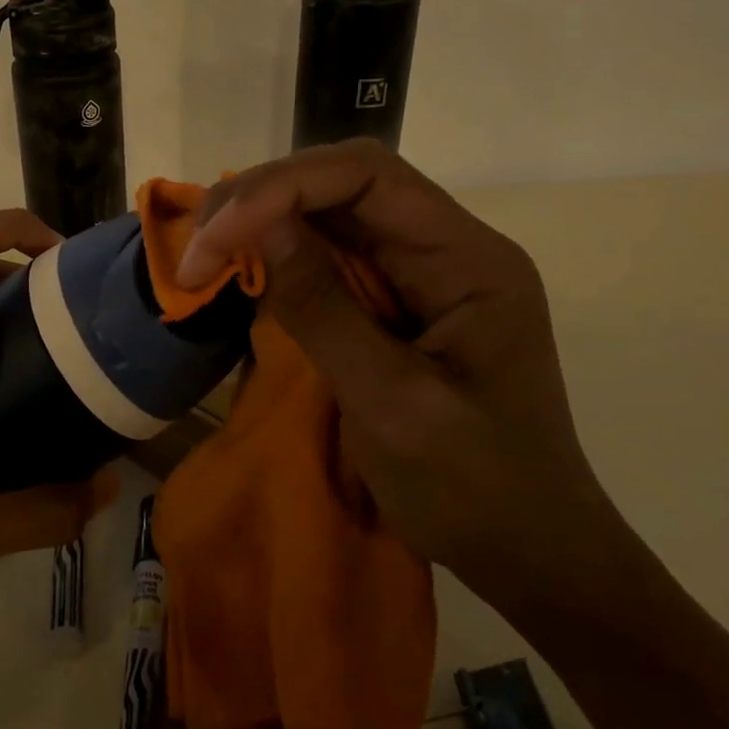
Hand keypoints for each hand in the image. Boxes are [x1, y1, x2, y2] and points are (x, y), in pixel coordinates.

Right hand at [176, 141, 618, 602]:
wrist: (529, 552)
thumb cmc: (474, 489)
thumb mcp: (392, 403)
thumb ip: (323, 309)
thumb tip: (257, 224)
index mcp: (468, 259)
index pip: (369, 176)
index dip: (283, 187)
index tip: (217, 235)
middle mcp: (446, 246)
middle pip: (344, 183)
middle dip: (262, 198)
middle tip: (198, 245)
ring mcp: (422, 271)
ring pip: (330, 212)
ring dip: (261, 222)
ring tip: (204, 254)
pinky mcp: (396, 298)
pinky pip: (330, 253)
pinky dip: (277, 254)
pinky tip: (242, 268)